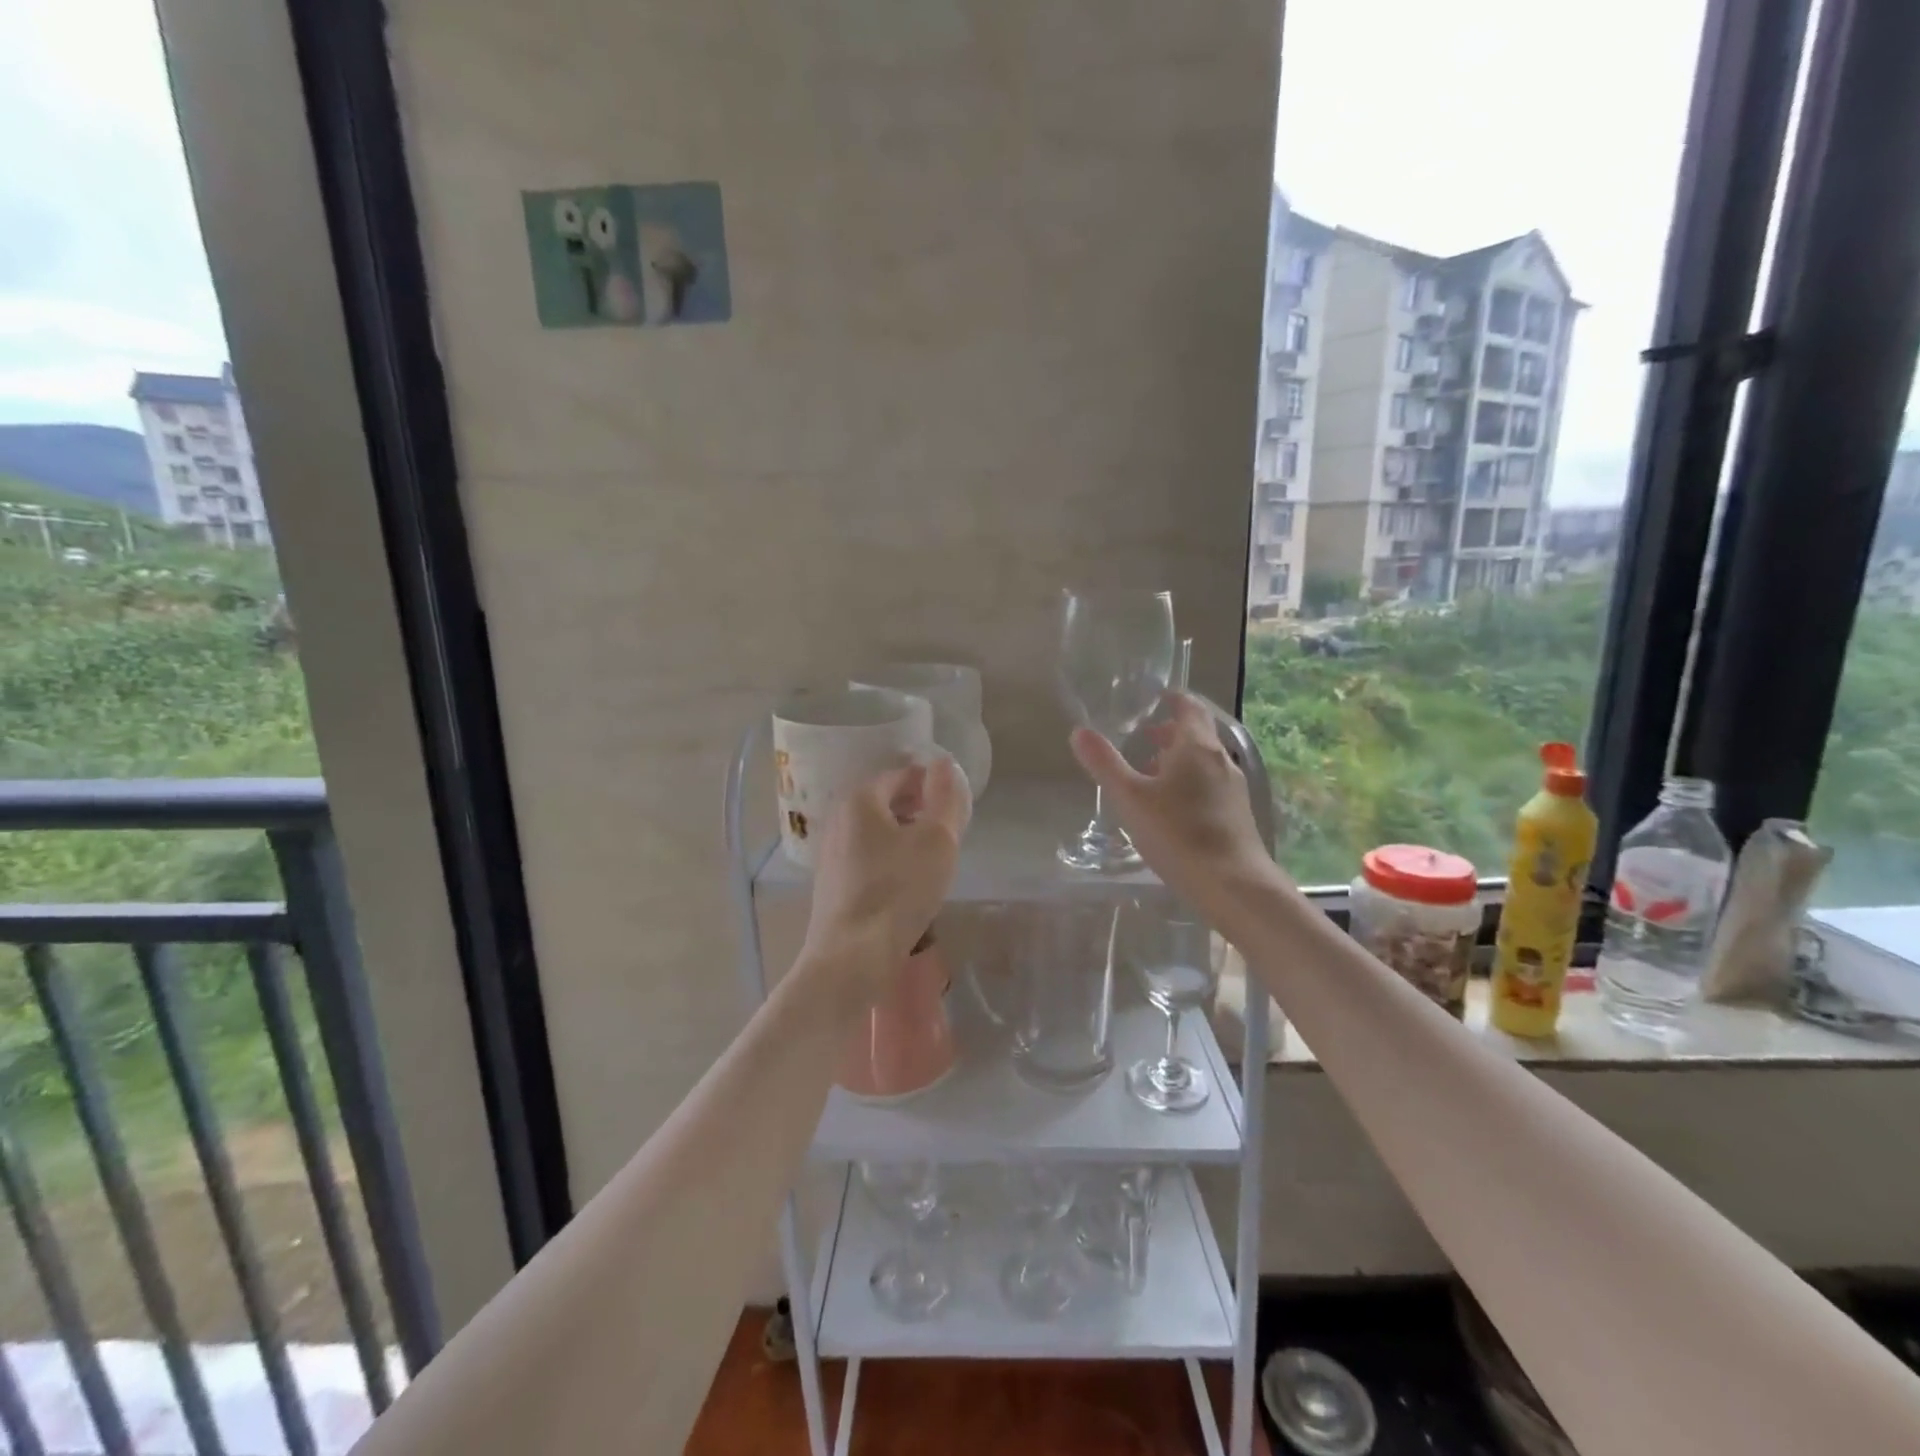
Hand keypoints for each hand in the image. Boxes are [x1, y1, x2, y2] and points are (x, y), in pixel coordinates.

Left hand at [803, 756, 971, 994]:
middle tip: (947, 834)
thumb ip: (944, 797)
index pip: (902, 775)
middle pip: (886, 802)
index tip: (954, 810)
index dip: (932, 786)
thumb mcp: (937, 840)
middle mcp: (838, 818)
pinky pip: (866, 856)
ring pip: (876, 831)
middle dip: (918, 810)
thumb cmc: (899, 891)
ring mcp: (830, 852)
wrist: (852, 956)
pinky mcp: (831, 883)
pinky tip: (906, 884)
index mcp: (860, 800)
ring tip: (931, 860)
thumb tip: (943, 763)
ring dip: (904, 837)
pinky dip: (888, 859)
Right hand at [1069, 692, 1273, 908]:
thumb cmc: (1177, 833)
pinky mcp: (1238, 814)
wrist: (1233, 884)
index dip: (1173, 700)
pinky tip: (1172, 809)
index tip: (1155, 699)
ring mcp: (1234, 788)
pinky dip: (1191, 783)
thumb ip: (1104, 763)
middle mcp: (1221, 759)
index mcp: (1196, 746)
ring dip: (1179, 760)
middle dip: (1171, 733)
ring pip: (1204, 762)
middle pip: (1197, 734)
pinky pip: (1211, 785)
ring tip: (1151, 775)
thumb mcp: (1130, 798)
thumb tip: (1079, 732)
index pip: (1189, 707)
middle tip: (1143, 738)